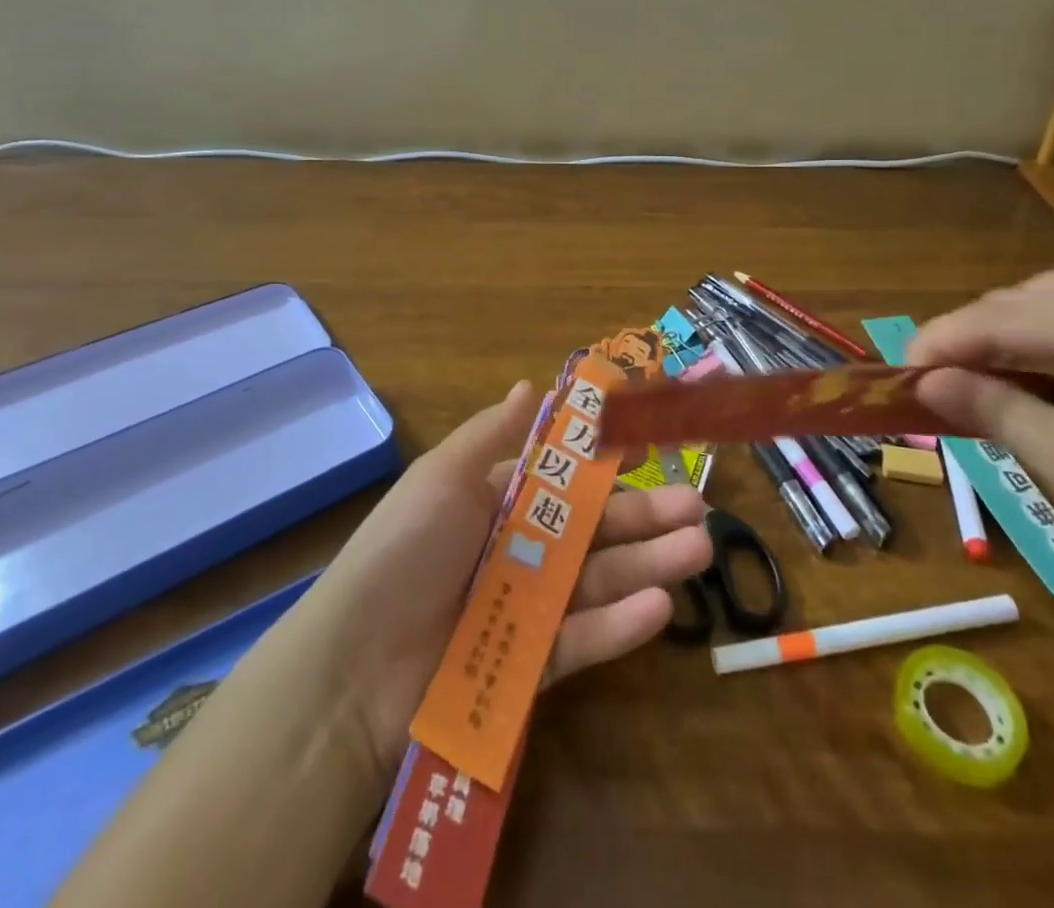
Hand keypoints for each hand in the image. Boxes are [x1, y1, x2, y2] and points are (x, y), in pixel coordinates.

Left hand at [306, 380, 711, 777]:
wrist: (353, 669)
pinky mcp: (531, 667)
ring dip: (648, 564)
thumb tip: (530, 384)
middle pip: (591, 531)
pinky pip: (582, 639)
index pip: (563, 480)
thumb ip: (491, 434)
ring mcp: (526, 610)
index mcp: (496, 502)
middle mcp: (516, 551)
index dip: (607, 469)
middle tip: (698, 509)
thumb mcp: (442, 477)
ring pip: (598, 581)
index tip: (652, 453)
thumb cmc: (403, 551)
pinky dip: (619, 623)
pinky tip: (660, 605)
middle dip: (645, 518)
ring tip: (699, 549)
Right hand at [906, 265, 1053, 593]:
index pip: (998, 316)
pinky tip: (1028, 382)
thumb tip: (925, 382)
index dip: (939, 341)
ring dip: (1001, 334)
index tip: (898, 378)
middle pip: (1021, 299)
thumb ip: (992, 411)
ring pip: (1048, 305)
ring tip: (975, 377)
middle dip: (969, 334)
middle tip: (937, 381)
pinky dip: (1038, 346)